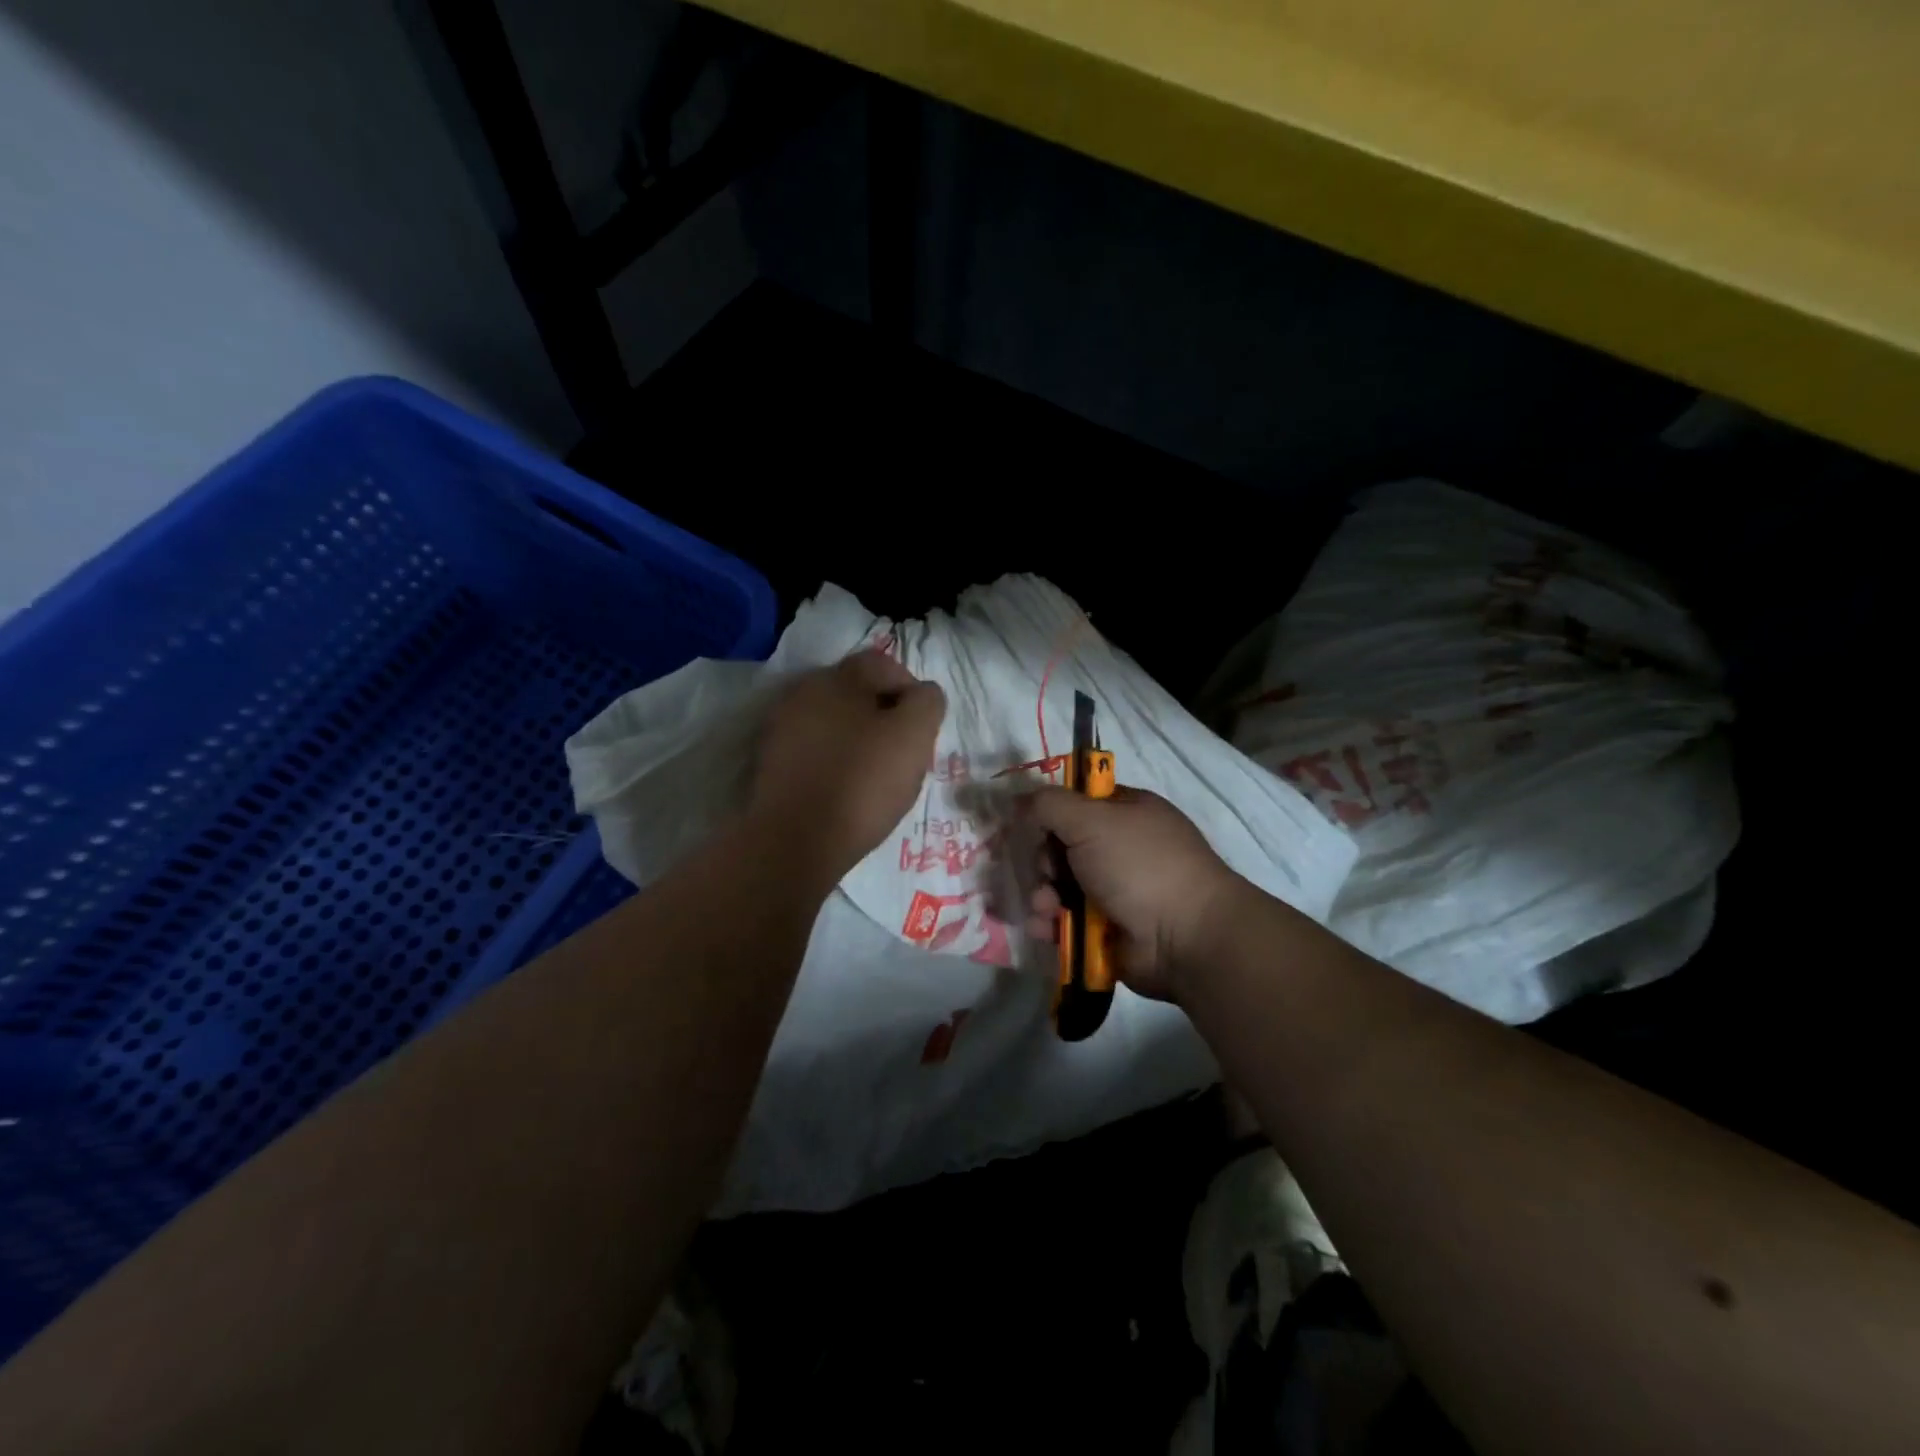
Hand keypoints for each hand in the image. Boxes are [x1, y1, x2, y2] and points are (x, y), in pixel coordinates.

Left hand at [748, 651, 945, 885]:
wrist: (793, 841)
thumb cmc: (862, 783)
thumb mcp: (913, 737)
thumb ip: (927, 703)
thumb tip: (922, 694)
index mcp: (839, 677)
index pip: (886, 665)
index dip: (912, 694)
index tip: (922, 732)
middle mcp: (805, 691)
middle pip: (857, 693)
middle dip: (883, 716)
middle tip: (901, 754)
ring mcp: (781, 726)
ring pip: (834, 721)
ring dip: (856, 738)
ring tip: (872, 776)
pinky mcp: (769, 761)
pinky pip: (813, 749)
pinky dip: (831, 760)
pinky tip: (841, 789)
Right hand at [1022, 786, 1242, 1001]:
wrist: (1185, 937)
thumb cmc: (1140, 865)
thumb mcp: (1092, 820)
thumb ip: (1049, 804)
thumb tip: (1019, 800)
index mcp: (1126, 812)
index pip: (1079, 801)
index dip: (1051, 810)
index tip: (1028, 822)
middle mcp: (1121, 848)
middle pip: (1062, 845)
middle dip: (1045, 860)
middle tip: (1047, 870)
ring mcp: (1115, 890)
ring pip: (1060, 885)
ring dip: (1044, 895)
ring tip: (1045, 907)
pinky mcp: (1106, 928)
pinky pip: (1066, 920)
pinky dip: (1051, 923)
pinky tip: (1044, 928)